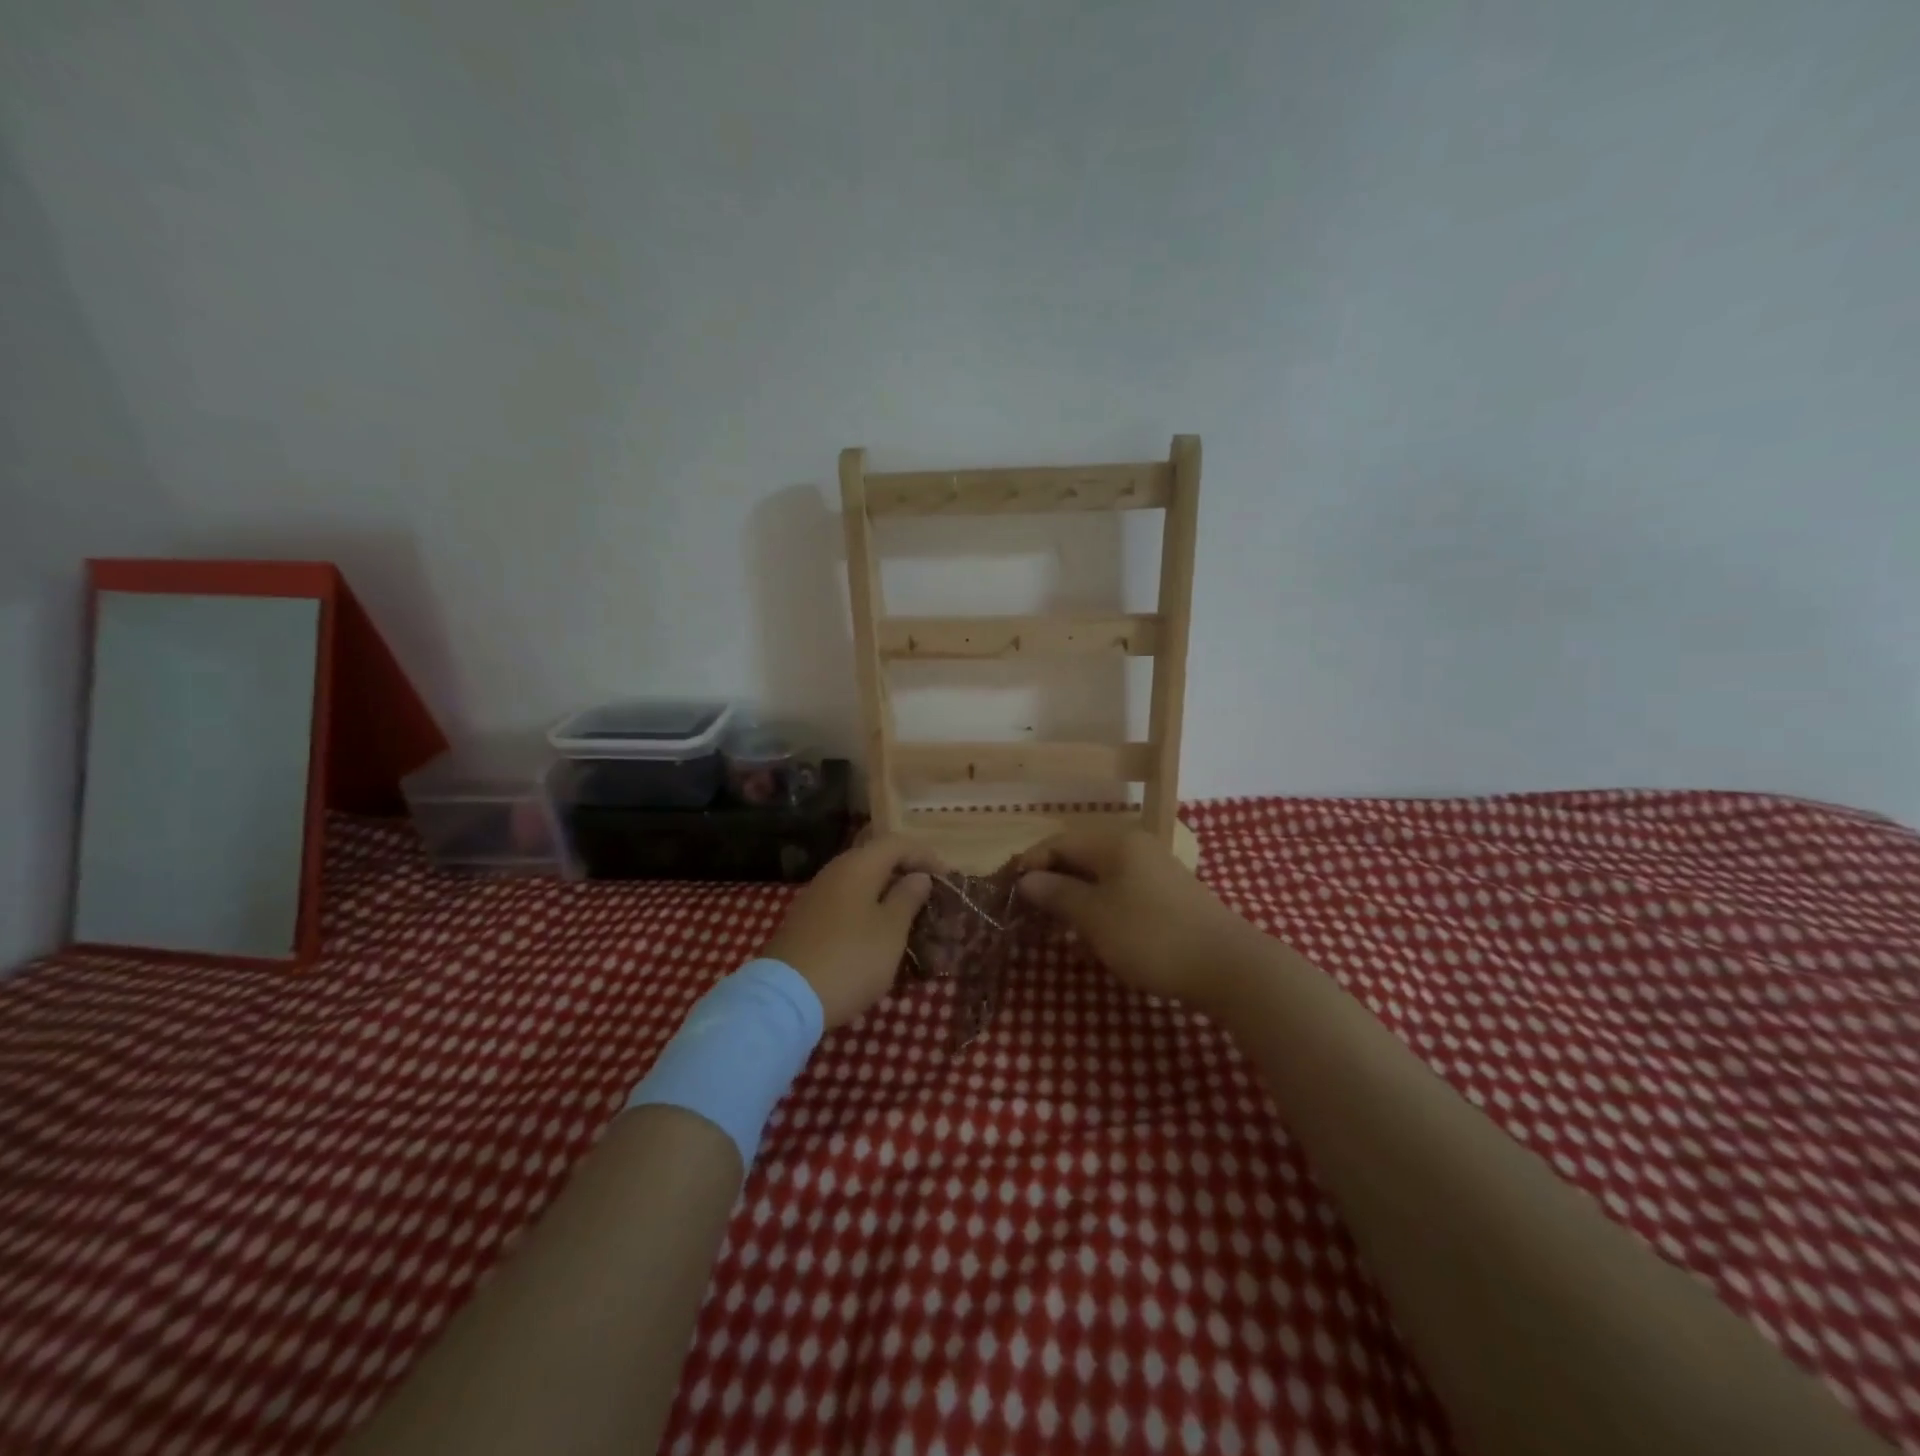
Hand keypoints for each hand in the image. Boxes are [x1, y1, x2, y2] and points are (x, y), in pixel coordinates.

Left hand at [761, 836, 939, 1029]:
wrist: (787, 998)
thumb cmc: (851, 959)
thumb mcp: (891, 930)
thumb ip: (908, 898)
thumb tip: (917, 876)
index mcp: (858, 865)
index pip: (897, 843)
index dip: (924, 855)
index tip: (947, 878)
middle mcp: (834, 871)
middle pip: (875, 859)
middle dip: (905, 872)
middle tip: (929, 895)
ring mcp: (816, 896)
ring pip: (859, 882)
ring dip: (886, 893)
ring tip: (908, 916)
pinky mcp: (806, 921)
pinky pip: (845, 902)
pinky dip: (866, 909)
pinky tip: (877, 933)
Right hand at [1015, 827, 1256, 1009]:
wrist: (1228, 967)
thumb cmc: (1151, 936)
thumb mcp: (1094, 916)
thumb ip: (1056, 893)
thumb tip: (1026, 879)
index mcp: (1115, 843)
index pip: (1058, 842)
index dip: (1030, 864)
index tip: (1008, 893)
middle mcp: (1134, 847)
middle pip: (1080, 857)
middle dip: (1051, 883)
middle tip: (1027, 914)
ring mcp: (1154, 871)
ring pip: (1100, 877)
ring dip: (1073, 899)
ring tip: (1053, 928)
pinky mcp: (1167, 896)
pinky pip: (1120, 893)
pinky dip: (1099, 909)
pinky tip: (1090, 936)